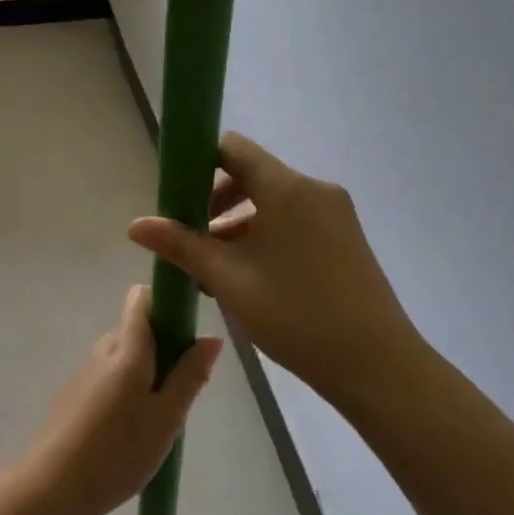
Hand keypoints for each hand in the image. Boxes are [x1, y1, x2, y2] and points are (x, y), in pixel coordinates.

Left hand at [20, 285, 221, 514]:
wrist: (52, 487)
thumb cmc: (118, 451)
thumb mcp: (166, 418)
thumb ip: (190, 375)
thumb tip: (211, 336)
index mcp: (127, 348)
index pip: (142, 299)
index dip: (166, 304)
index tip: (187, 333)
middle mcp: (103, 350)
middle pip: (136, 330)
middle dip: (163, 349)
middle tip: (180, 392)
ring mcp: (85, 372)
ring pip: (123, 357)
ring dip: (145, 374)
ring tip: (158, 419)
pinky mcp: (74, 395)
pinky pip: (109, 378)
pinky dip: (126, 391)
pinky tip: (131, 432)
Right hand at [128, 133, 421, 409]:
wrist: (378, 366)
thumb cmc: (296, 315)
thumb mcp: (228, 279)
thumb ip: (180, 245)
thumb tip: (135, 225)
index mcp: (286, 187)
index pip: (232, 148)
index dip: (198, 163)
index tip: (178, 198)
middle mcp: (314, 189)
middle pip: (251, 175)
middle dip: (215, 203)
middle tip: (193, 242)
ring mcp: (335, 213)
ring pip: (272, 202)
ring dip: (239, 226)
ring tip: (216, 272)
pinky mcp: (346, 237)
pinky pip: (295, 220)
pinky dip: (267, 236)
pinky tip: (252, 280)